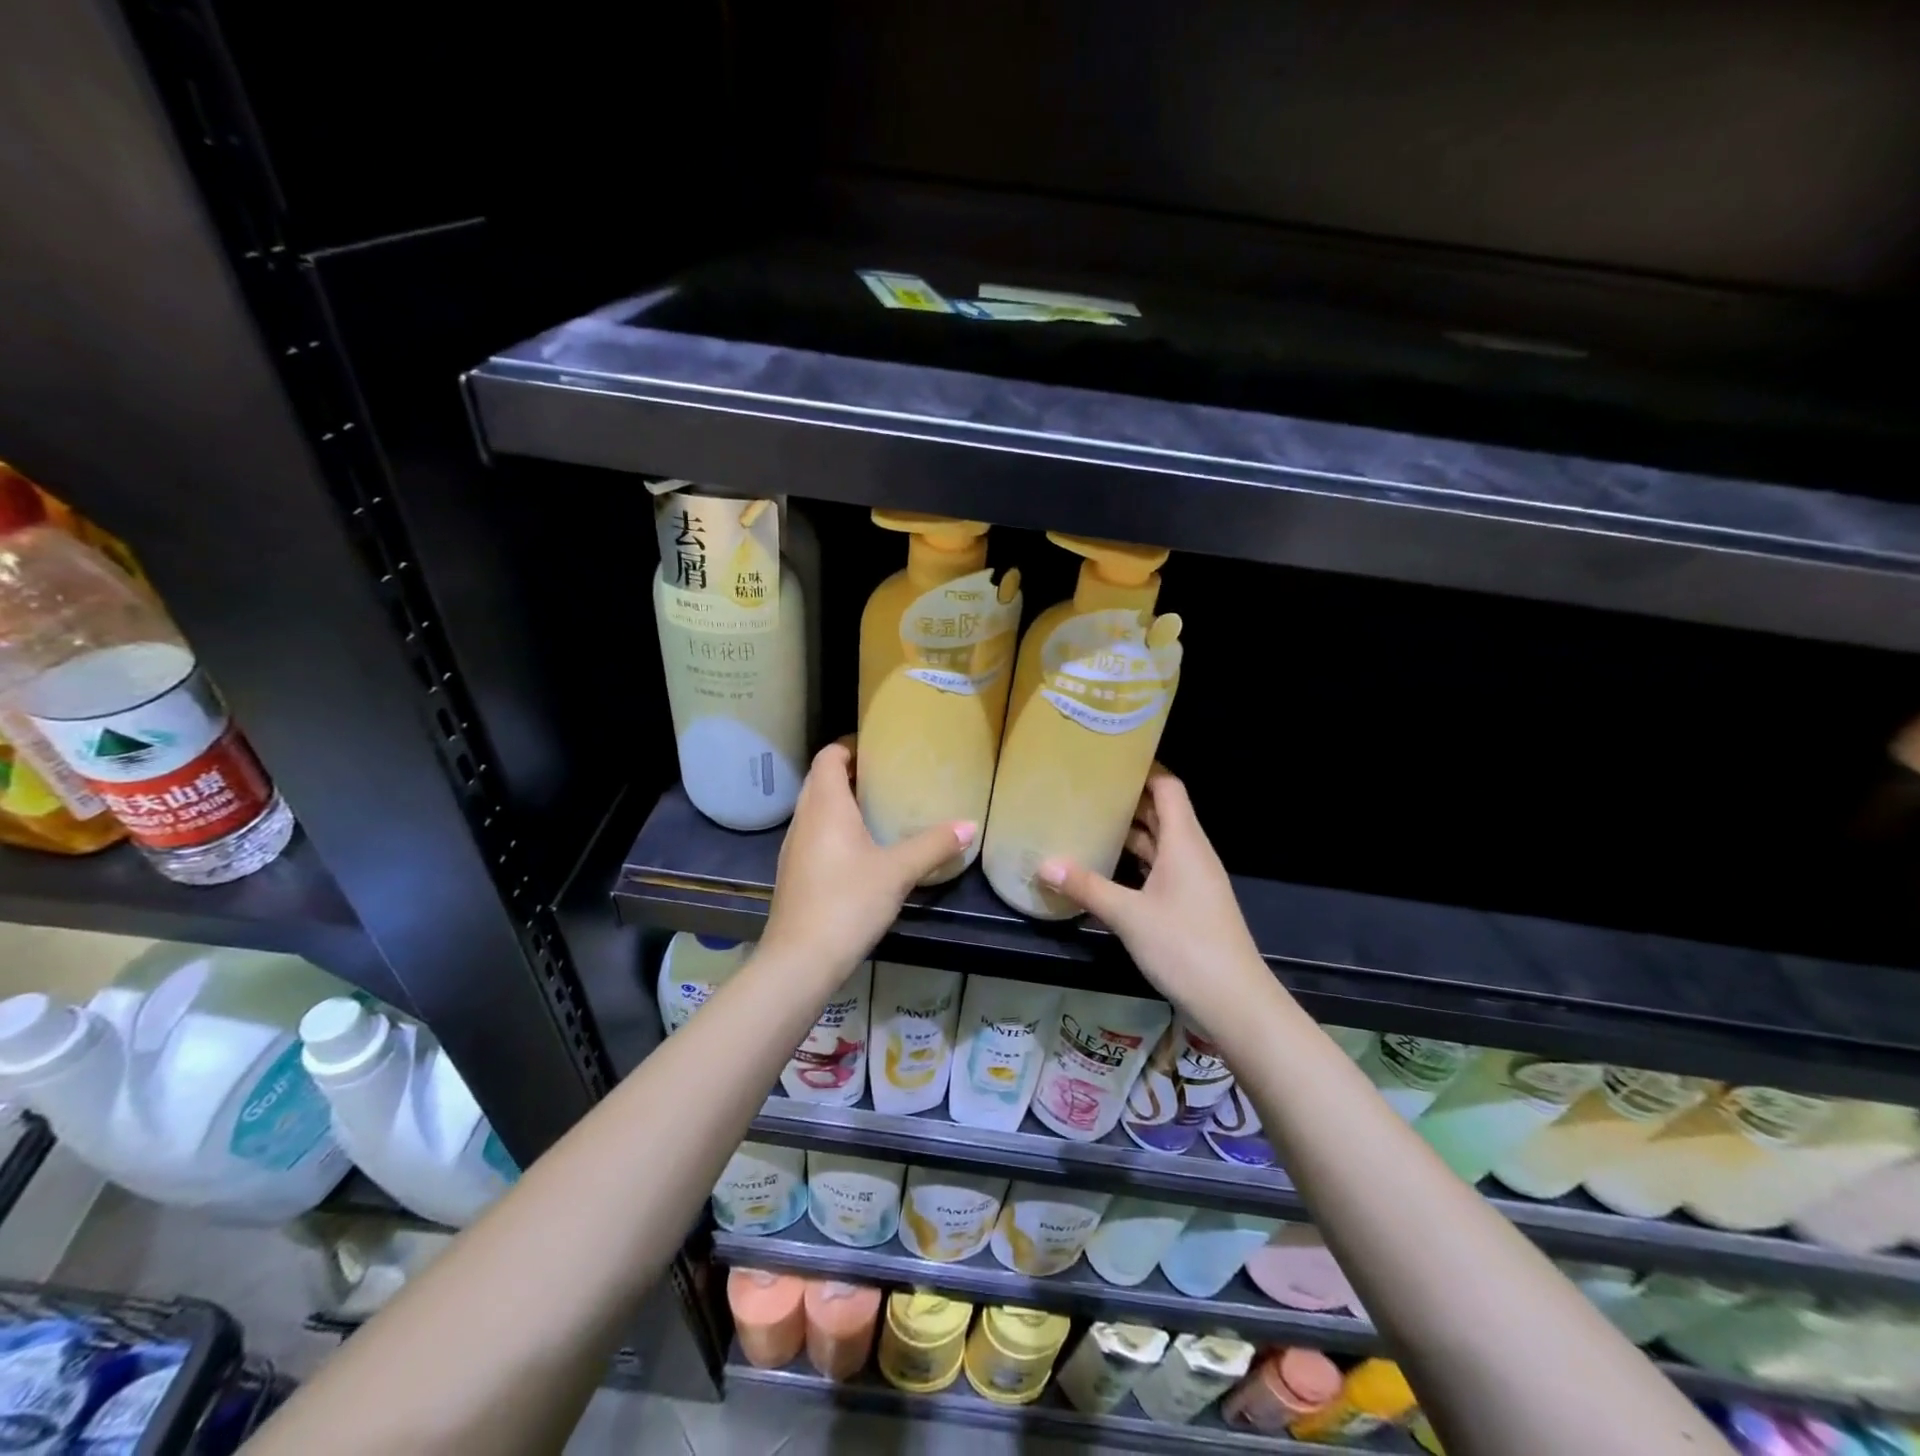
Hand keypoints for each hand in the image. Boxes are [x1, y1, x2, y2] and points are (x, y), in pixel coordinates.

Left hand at [761, 743, 973, 986]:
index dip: (849, 745)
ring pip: (815, 809)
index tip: (879, 748)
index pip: (828, 756)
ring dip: (840, 801)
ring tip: (877, 807)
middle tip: (885, 775)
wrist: (800, 960)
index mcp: (824, 805)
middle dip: (849, 772)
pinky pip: (814, 834)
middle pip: (820, 779)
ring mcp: (794, 847)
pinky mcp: (794, 873)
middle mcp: (804, 819)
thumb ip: (933, 845)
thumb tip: (970, 825)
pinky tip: (860, 849)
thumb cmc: (847, 902)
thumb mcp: (898, 871)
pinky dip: (834, 828)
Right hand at [1039, 769, 1264, 1033]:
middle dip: (1128, 798)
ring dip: (1131, 831)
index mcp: (1184, 841)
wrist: (1234, 1001)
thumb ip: (1087, 888)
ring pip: (1160, 842)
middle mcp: (1191, 853)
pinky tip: (1107, 867)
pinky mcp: (1189, 903)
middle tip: (1087, 788)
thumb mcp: (1129, 915)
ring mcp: (1193, 880)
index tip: (1109, 758)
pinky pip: (1160, 868)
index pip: (1168, 787)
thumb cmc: (1185, 946)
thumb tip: (1044, 865)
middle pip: (1162, 812)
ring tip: (1090, 820)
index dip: (1143, 768)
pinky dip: (1136, 861)